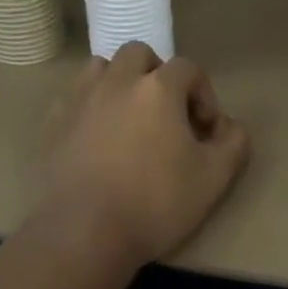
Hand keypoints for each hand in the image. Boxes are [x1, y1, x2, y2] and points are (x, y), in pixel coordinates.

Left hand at [35, 42, 251, 271]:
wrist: (83, 234)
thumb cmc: (154, 202)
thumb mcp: (213, 179)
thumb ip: (233, 143)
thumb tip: (229, 125)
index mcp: (158, 88)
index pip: (188, 68)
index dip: (203, 93)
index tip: (205, 129)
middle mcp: (117, 81)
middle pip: (140, 54)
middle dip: (157, 74)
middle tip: (166, 112)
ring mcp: (80, 99)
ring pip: (102, 68)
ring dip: (120, 82)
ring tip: (129, 116)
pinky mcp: (53, 122)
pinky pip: (75, 97)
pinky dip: (90, 106)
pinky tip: (97, 137)